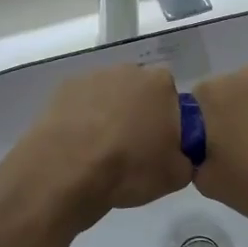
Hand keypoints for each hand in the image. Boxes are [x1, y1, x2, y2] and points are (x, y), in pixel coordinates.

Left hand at [7, 65, 192, 228]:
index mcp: (161, 84)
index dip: (167, 121)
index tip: (159, 145)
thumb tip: (177, 156)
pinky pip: (81, 104)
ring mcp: (92, 77)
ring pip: (108, 96)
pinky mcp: (62, 89)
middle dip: (137, 114)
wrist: (68, 170)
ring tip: (100, 151)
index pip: (172, 97)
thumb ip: (185, 158)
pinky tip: (78, 146)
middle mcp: (127, 71)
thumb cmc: (130, 168)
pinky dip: (81, 119)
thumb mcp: (176, 175)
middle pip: (138, 92)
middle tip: (132, 149)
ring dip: (108, 115)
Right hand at [190, 67, 247, 231]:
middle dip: (236, 113)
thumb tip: (206, 149)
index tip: (217, 147)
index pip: (198, 103)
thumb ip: (197, 156)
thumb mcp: (208, 182)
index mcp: (214, 94)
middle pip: (233, 92)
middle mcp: (247, 75)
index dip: (206, 126)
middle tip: (247, 147)